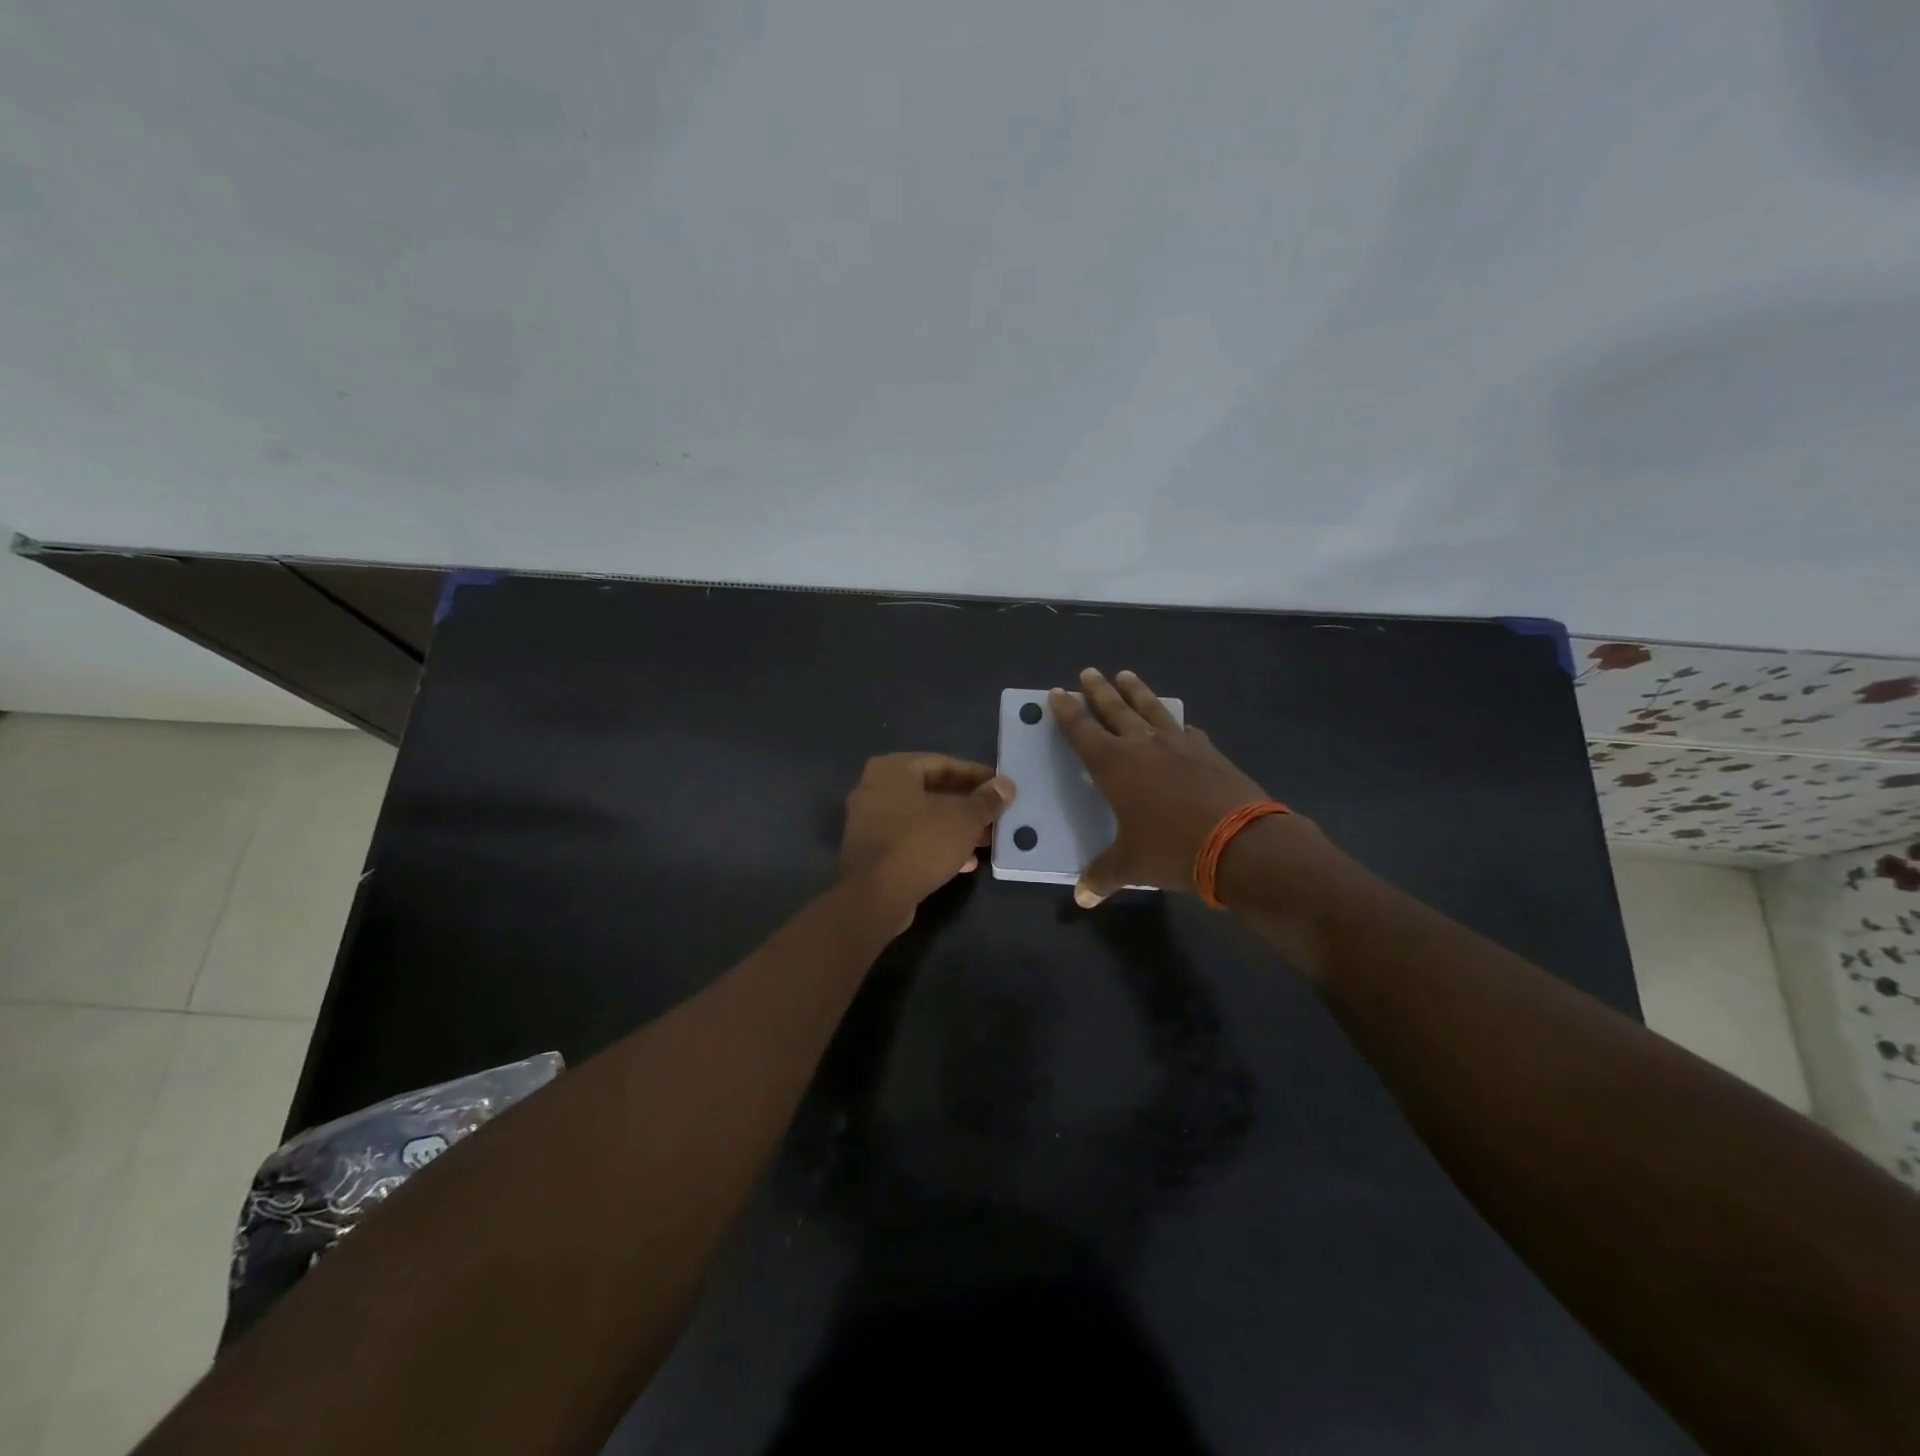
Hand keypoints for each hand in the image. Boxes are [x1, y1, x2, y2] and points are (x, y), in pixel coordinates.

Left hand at [840, 753, 1015, 925]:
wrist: (875, 897)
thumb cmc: (920, 843)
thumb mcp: (963, 819)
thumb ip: (986, 800)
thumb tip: (1006, 785)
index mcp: (892, 770)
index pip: (943, 763)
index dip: (977, 776)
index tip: (1001, 788)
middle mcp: (875, 789)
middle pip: (932, 791)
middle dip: (967, 805)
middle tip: (997, 815)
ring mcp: (870, 823)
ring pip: (923, 819)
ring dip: (955, 828)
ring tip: (987, 839)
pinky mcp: (873, 853)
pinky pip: (912, 841)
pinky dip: (937, 846)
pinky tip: (966, 862)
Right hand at [1049, 669, 1276, 907]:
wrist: (1241, 842)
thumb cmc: (1172, 850)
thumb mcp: (1131, 865)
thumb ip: (1103, 875)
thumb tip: (1081, 897)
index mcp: (1114, 765)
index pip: (1082, 730)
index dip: (1067, 711)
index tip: (1058, 693)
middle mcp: (1143, 744)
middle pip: (1114, 708)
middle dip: (1098, 690)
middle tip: (1089, 672)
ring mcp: (1179, 743)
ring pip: (1151, 708)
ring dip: (1136, 691)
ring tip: (1126, 675)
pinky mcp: (1209, 751)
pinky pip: (1185, 729)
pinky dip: (1175, 723)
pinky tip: (1179, 724)